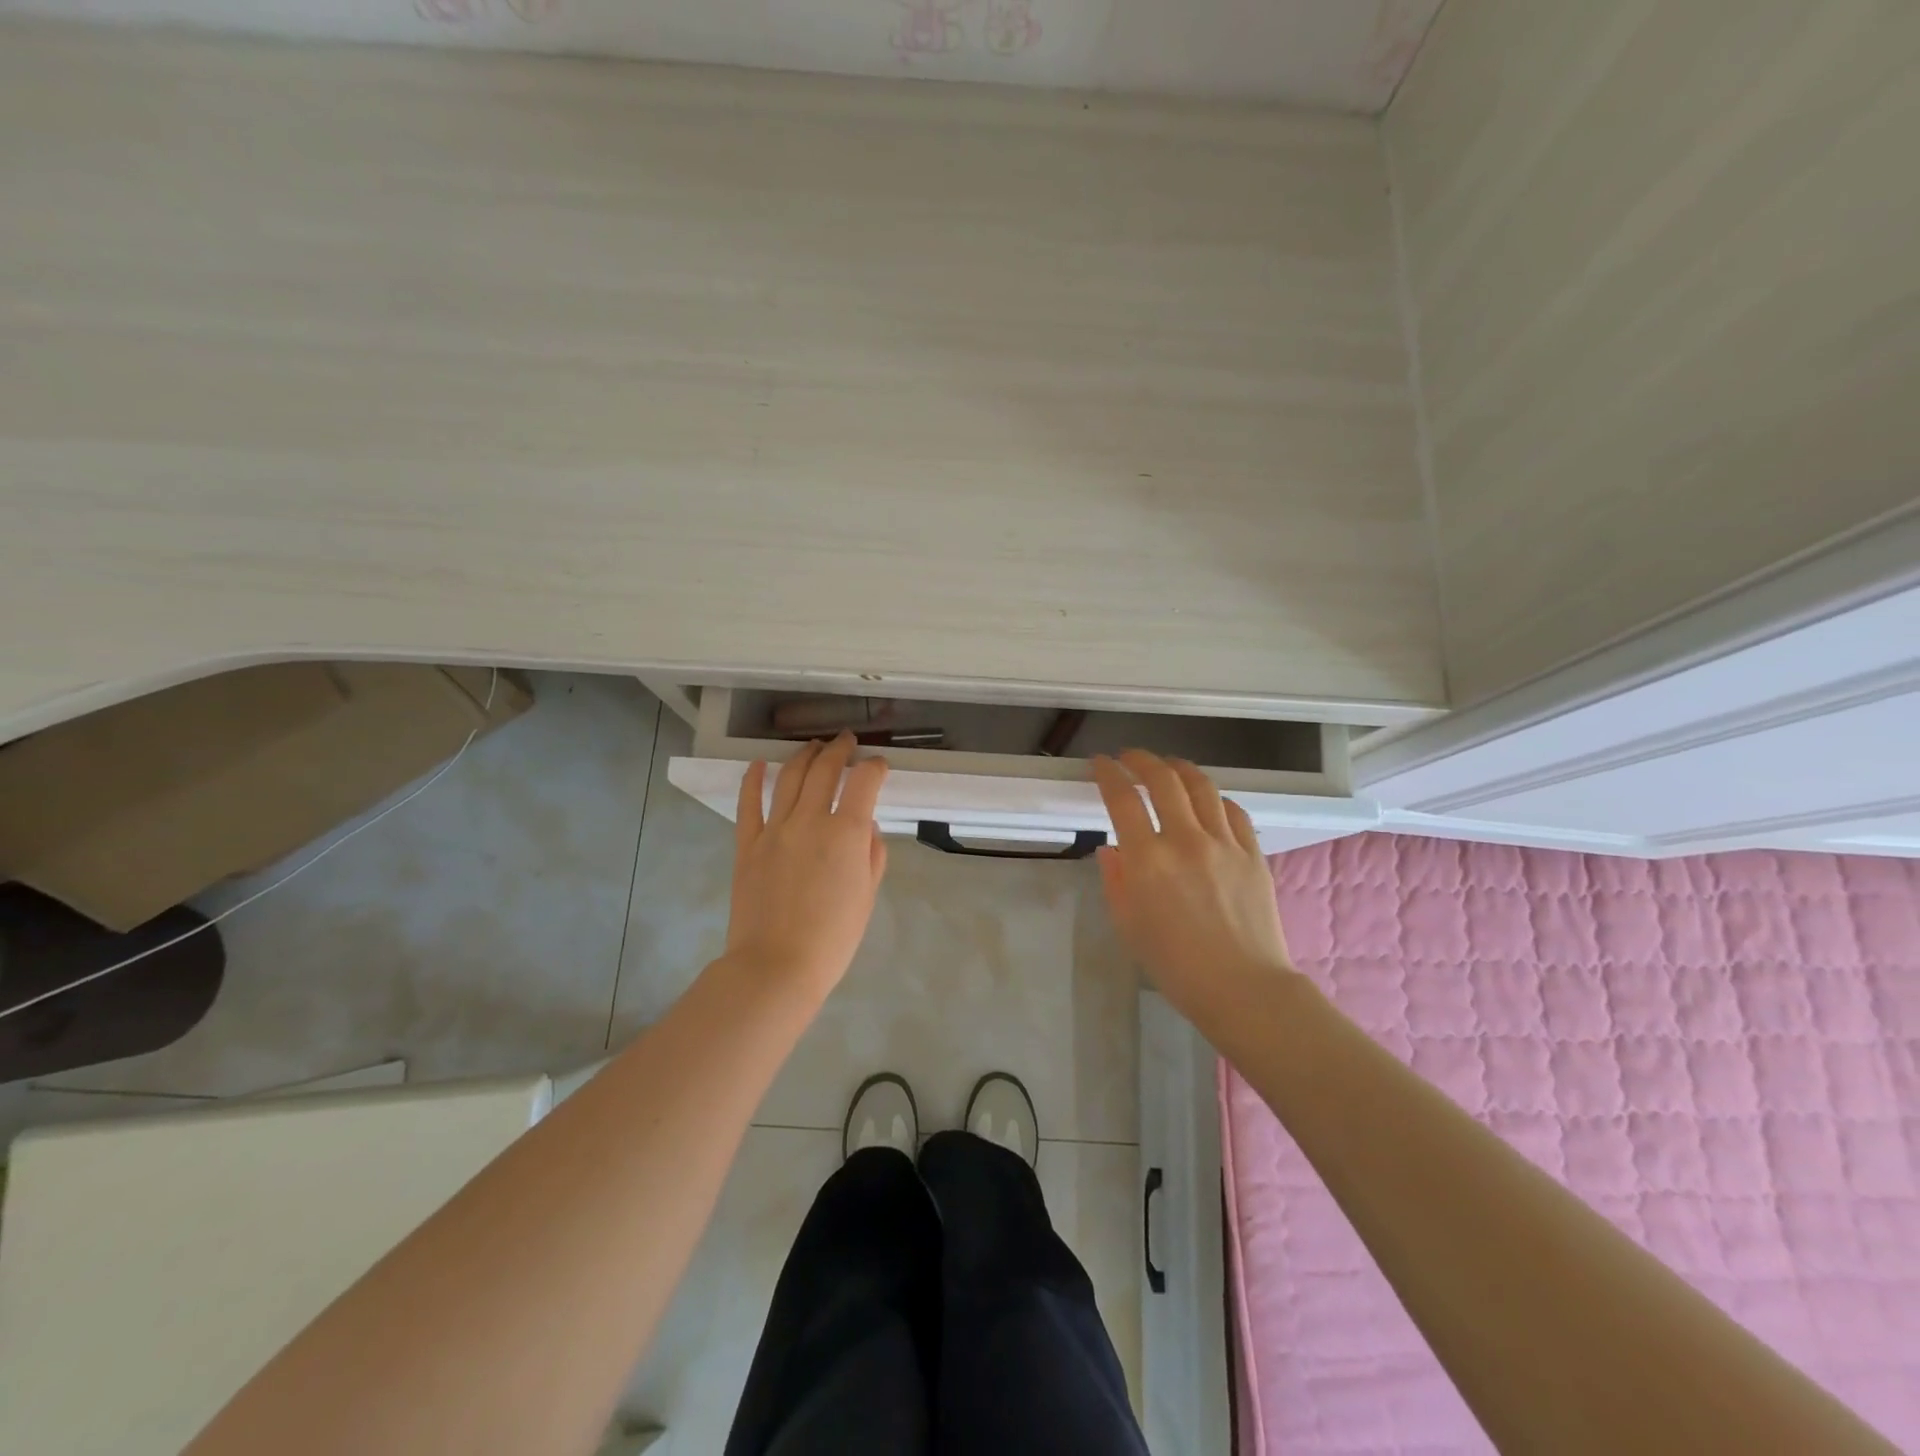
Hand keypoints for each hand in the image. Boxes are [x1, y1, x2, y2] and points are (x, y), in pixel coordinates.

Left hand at [725, 732, 889, 998]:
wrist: (777, 966)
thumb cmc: (833, 938)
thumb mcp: (867, 895)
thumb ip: (871, 853)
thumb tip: (865, 825)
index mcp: (845, 833)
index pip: (864, 781)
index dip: (875, 767)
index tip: (879, 766)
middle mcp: (809, 820)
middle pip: (824, 769)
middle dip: (839, 750)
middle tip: (846, 741)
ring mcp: (774, 829)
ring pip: (788, 777)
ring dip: (804, 756)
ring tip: (813, 746)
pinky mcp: (747, 844)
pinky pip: (748, 803)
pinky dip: (753, 778)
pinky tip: (759, 763)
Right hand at [1092, 750, 1296, 1021]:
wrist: (1242, 988)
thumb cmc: (1175, 965)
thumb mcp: (1127, 925)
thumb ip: (1115, 880)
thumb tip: (1111, 849)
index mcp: (1147, 860)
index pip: (1122, 798)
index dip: (1108, 773)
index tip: (1100, 763)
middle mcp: (1185, 840)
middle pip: (1163, 779)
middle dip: (1142, 760)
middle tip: (1130, 758)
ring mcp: (1224, 843)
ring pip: (1201, 786)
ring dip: (1180, 768)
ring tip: (1169, 766)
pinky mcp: (1252, 853)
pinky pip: (1232, 810)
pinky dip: (1214, 797)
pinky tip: (1207, 800)